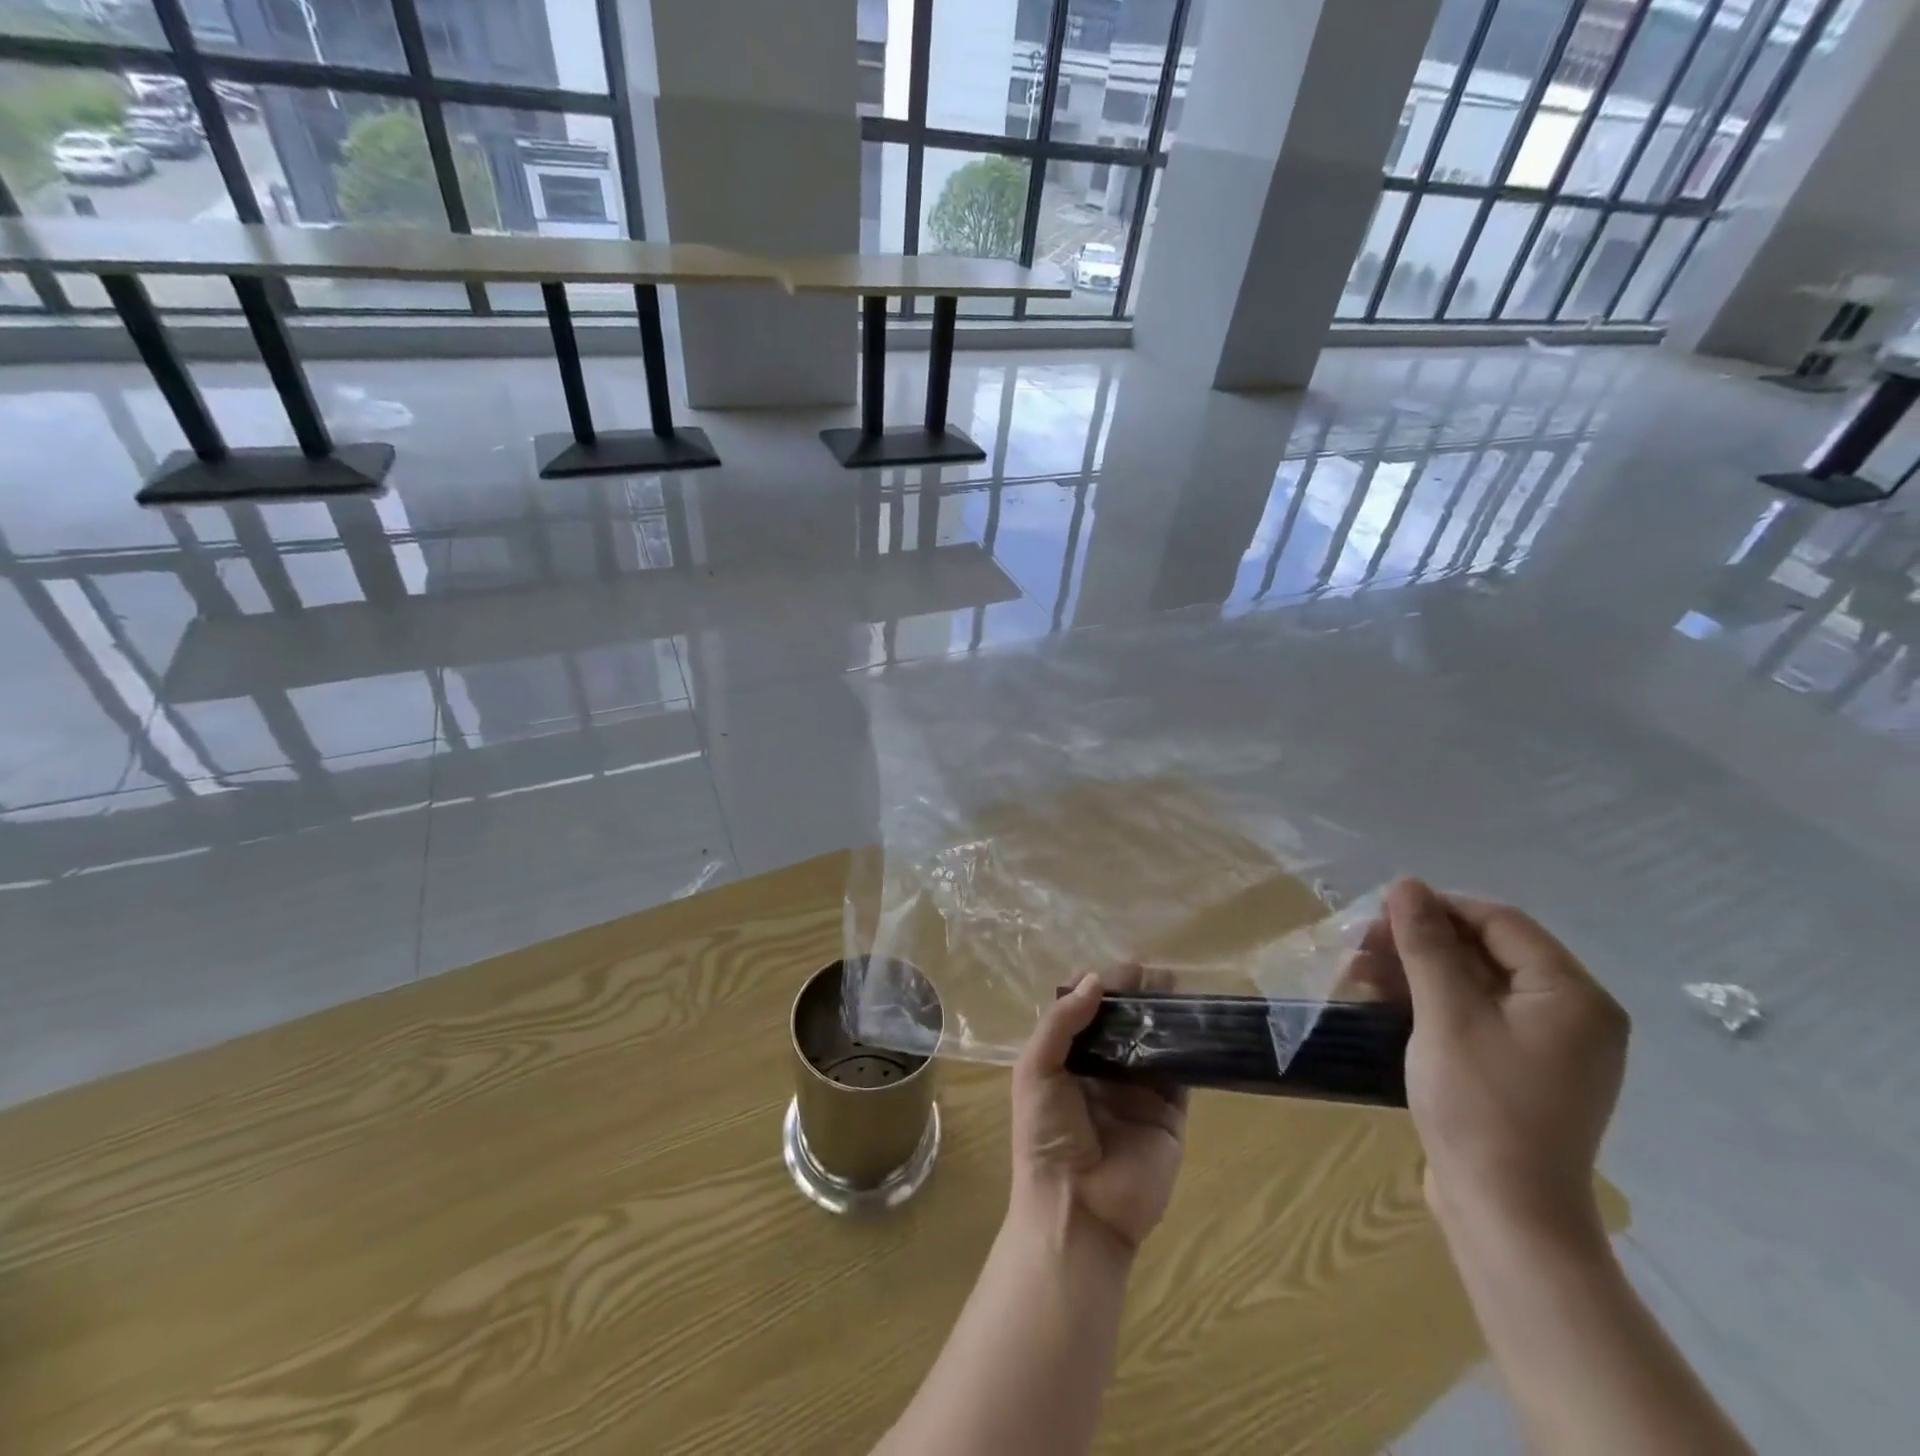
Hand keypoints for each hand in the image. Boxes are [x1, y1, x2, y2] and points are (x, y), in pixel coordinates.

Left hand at [1010, 972, 1188, 1255]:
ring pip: (1152, 1041)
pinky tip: (1194, 1019)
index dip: (1097, 986)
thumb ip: (1061, 1022)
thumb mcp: (1036, 1069)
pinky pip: (1181, 1072)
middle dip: (1135, 994)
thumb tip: (1093, 979)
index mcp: (1066, 1060)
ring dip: (1162, 1013)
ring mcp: (1137, 1091)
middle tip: (1152, 971)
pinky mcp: (1169, 1112)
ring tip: (1174, 984)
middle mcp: (1102, 1071)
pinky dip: (1188, 1045)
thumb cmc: (1045, 1134)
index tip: (1117, 968)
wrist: (1078, 1208)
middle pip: (1121, 1022)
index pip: (1082, 1012)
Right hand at [1361, 879, 1628, 1242]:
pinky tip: (1384, 1001)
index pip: (1500, 921)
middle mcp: (1572, 1013)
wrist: (1506, 1214)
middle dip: (1420, 941)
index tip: (1377, 914)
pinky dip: (1431, 1001)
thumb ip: (1426, 944)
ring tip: (1359, 972)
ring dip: (1417, 970)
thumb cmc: (1480, 1104)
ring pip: (1476, 982)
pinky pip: (1476, 1014)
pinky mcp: (1522, 1069)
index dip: (1437, 907)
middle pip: (1488, 950)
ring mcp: (1548, 1045)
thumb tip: (1405, 883)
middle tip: (1361, 945)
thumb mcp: (1445, 1014)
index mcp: (1572, 995)